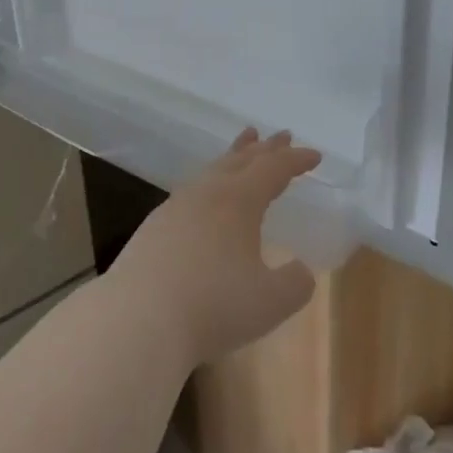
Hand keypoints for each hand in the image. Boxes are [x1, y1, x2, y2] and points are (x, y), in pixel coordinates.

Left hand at [107, 130, 320, 369]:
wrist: (139, 317)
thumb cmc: (213, 305)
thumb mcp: (270, 302)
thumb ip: (294, 283)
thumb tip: (299, 270)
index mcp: (239, 200)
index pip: (273, 169)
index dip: (295, 161)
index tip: (314, 155)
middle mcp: (207, 193)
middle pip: (241, 160)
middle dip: (265, 148)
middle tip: (281, 135)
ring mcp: (176, 206)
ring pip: (212, 170)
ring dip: (233, 157)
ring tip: (243, 147)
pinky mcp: (155, 227)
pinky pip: (192, 191)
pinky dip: (210, 183)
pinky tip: (206, 198)